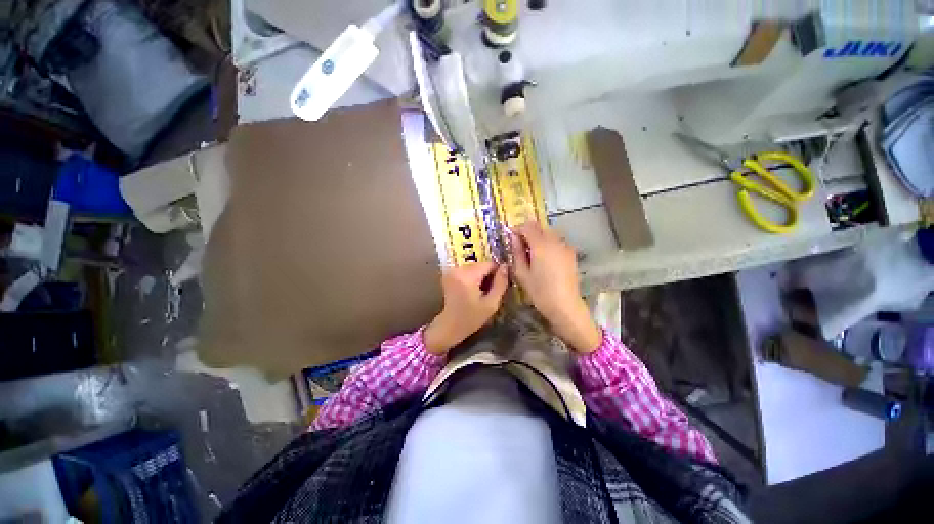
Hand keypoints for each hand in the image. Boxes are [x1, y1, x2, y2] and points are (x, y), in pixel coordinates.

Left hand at [424, 262, 508, 354]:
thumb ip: (500, 284)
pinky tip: (472, 289)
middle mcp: (458, 269)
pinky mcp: (449, 273)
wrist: (450, 325)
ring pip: (474, 266)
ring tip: (480, 291)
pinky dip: (472, 276)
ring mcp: (452, 271)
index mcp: (468, 276)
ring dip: (480, 276)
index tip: (498, 285)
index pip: (489, 264)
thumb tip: (505, 266)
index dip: (497, 273)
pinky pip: (467, 270)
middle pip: (481, 264)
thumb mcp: (491, 304)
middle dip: (488, 275)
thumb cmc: (472, 318)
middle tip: (489, 290)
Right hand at [510, 222, 601, 352]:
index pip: (527, 227)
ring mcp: (565, 246)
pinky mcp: (571, 254)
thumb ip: (517, 252)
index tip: (510, 237)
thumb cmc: (540, 292)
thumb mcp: (522, 273)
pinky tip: (544, 258)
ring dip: (538, 237)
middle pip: (539, 227)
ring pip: (549, 233)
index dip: (517, 229)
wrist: (565, 306)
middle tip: (519, 245)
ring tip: (531, 252)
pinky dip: (547, 243)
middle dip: (528, 232)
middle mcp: (555, 241)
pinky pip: (556, 241)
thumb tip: (513, 238)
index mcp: (541, 245)